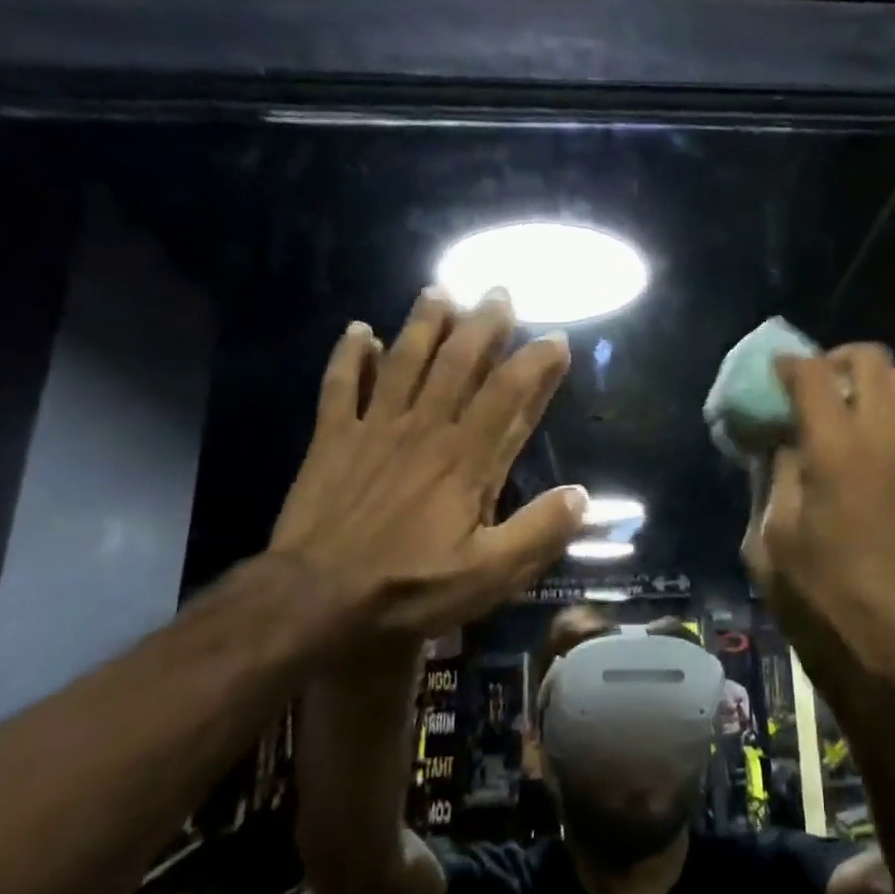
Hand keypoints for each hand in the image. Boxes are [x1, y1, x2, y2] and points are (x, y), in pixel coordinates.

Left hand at [269, 287, 586, 648]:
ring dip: (424, 324)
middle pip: (458, 362)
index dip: (535, 362)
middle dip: (483, 324)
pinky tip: (358, 331)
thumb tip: (581, 496)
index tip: (556, 338)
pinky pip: (340, 386)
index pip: (509, 395)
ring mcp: (375, 429)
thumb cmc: (408, 589)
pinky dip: (349, 356)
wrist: (313, 602)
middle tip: (498, 293)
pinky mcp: (332, 440)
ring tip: (439, 291)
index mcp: (467, 460)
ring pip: (404, 361)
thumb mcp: (490, 576)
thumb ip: (539, 532)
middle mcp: (425, 429)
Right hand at [749, 345, 894, 683]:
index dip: (787, 365)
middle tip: (810, 388)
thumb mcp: (774, 539)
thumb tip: (775, 443)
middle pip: (870, 357)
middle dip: (835, 359)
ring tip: (842, 408)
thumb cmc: (829, 591)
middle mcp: (882, 432)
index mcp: (835, 447)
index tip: (771, 378)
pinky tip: (865, 439)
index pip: (813, 373)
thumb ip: (772, 478)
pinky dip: (891, 405)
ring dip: (871, 379)